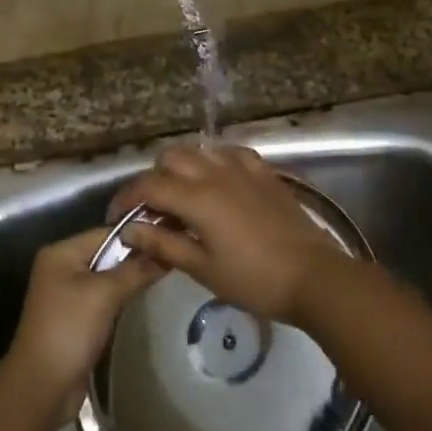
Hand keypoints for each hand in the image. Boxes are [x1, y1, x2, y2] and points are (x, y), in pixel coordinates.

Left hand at [4, 228, 162, 423]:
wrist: (43, 386)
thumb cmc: (70, 329)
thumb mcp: (105, 294)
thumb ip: (136, 269)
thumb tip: (167, 252)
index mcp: (61, 252)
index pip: (107, 232)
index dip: (139, 235)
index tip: (172, 239)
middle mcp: (61, 267)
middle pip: (107, 253)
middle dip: (137, 257)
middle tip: (173, 258)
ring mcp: (67, 293)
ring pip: (108, 276)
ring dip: (132, 278)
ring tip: (166, 276)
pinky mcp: (76, 316)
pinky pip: (104, 297)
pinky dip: (122, 297)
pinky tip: (145, 298)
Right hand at [108, 144, 354, 324]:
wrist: (314, 276)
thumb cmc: (254, 280)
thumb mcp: (202, 268)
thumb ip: (163, 245)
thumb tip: (129, 231)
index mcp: (197, 198)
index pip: (148, 185)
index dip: (126, 198)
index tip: (117, 217)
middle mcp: (216, 173)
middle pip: (170, 158)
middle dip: (153, 179)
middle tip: (153, 211)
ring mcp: (243, 168)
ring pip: (200, 150)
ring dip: (182, 168)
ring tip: (183, 198)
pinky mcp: (264, 173)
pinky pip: (230, 153)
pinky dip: (214, 163)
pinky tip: (217, 185)